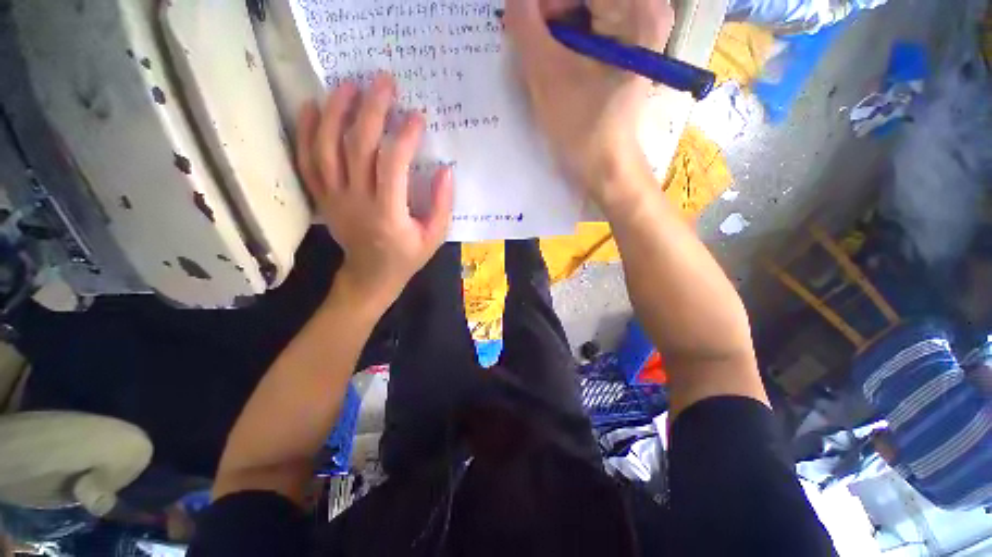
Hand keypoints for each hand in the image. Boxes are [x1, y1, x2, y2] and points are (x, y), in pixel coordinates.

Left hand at [296, 74, 453, 309]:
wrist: (370, 276)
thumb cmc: (406, 257)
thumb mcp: (434, 237)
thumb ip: (442, 205)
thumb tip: (446, 170)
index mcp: (388, 214)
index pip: (393, 165)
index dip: (405, 137)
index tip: (417, 117)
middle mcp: (357, 201)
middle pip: (358, 146)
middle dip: (371, 110)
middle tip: (383, 82)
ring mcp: (334, 198)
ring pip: (326, 147)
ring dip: (336, 111)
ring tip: (348, 85)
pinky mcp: (322, 197)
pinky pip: (307, 161)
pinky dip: (306, 132)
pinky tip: (312, 107)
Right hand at [503, 0, 672, 208]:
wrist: (605, 167)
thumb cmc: (581, 127)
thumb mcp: (547, 74)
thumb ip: (525, 24)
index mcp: (636, 7)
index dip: (544, 4)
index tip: (523, 27)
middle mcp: (645, 7)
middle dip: (550, 15)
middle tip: (531, 44)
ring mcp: (637, 27)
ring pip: (583, 10)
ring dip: (555, 28)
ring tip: (544, 60)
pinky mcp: (626, 45)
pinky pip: (589, 24)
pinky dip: (565, 38)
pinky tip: (556, 62)